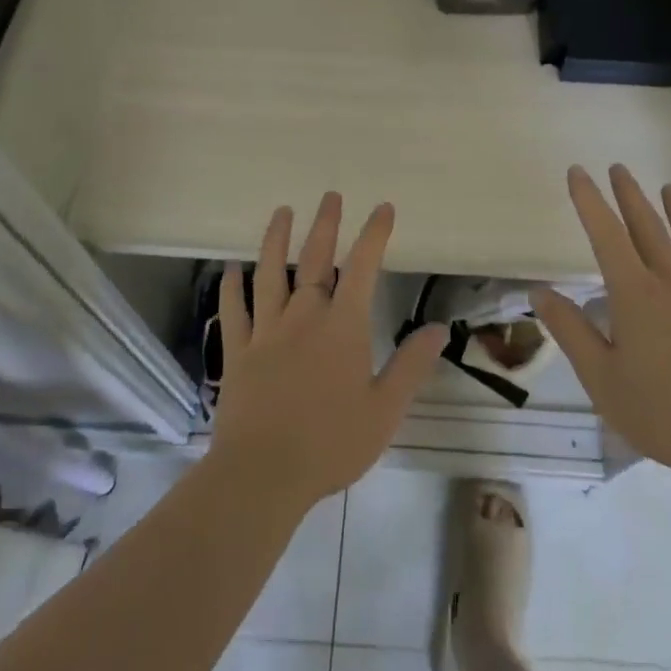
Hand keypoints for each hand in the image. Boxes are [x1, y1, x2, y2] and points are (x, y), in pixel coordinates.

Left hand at [211, 193, 447, 509]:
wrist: (262, 475)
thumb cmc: (331, 443)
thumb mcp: (385, 409)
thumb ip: (411, 365)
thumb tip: (439, 328)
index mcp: (342, 326)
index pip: (363, 268)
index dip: (374, 234)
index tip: (383, 208)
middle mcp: (304, 316)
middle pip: (316, 260)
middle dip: (326, 225)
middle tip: (330, 195)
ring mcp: (266, 331)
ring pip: (271, 274)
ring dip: (276, 240)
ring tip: (281, 212)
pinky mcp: (238, 352)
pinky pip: (234, 311)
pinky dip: (232, 286)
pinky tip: (230, 268)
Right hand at [531, 165, 670, 484]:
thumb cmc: (662, 413)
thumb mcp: (601, 379)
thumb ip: (571, 331)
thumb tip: (541, 292)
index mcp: (636, 295)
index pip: (606, 235)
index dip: (589, 201)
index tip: (578, 172)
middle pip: (649, 229)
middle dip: (630, 196)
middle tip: (619, 168)